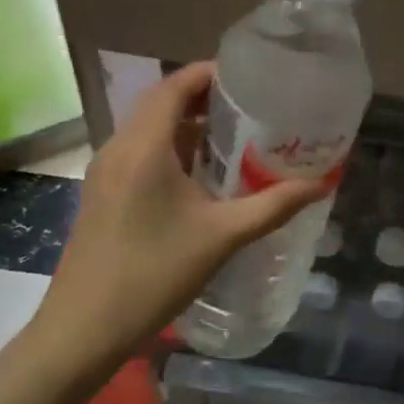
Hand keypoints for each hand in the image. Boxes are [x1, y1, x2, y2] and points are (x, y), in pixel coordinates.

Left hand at [28, 62, 327, 377]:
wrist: (83, 329)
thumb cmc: (153, 274)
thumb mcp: (222, 237)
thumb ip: (273, 206)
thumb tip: (320, 184)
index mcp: (144, 147)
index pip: (175, 86)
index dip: (210, 73)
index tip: (251, 77)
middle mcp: (119, 149)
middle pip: (161, 103)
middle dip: (205, 98)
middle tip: (252, 107)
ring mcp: (105, 173)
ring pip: (149, 131)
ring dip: (188, 126)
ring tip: (236, 138)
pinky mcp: (102, 195)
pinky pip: (140, 154)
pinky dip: (172, 151)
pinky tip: (202, 178)